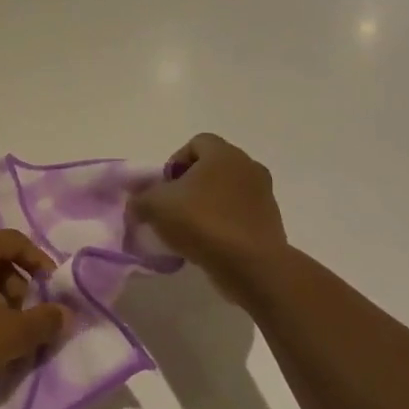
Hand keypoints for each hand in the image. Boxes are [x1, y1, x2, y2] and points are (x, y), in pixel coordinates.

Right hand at [130, 134, 288, 299]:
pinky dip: (224, 224)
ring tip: (191, 230)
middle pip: (213, 167)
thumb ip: (140, 199)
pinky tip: (210, 244)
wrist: (251, 265)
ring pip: (228, 192)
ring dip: (209, 205)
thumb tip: (137, 204)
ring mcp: (264, 195)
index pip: (196, 143)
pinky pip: (240, 214)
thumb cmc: (202, 223)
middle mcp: (248, 167)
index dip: (175, 162)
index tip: (165, 187)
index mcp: (223, 154)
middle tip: (174, 208)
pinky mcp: (271, 222)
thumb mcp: (156, 207)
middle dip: (191, 184)